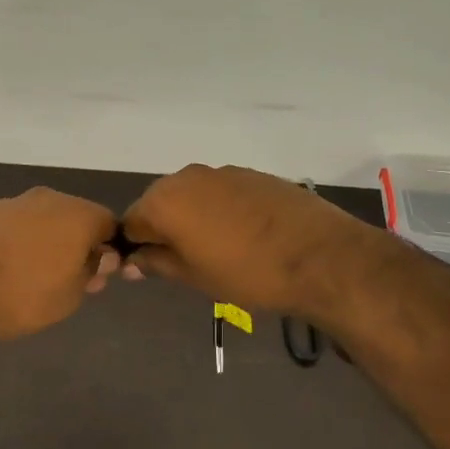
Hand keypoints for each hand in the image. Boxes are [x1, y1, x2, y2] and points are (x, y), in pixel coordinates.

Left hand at [0, 188, 121, 340]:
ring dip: (45, 245)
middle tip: (66, 283)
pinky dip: (17, 244)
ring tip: (31, 280)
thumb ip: (90, 273)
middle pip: (75, 218)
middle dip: (76, 246)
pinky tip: (4, 271)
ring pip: (43, 221)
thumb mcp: (68, 298)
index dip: (109, 250)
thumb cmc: (19, 293)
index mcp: (78, 215)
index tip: (96, 278)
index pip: (110, 224)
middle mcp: (49, 199)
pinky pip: (15, 226)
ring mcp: (14, 202)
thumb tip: (102, 257)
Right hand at [121, 164, 379, 319]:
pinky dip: (220, 208)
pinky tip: (242, 233)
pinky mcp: (250, 173)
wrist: (320, 256)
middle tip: (183, 261)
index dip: (135, 246)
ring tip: (216, 248)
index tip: (149, 268)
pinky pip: (220, 190)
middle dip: (162, 228)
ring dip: (192, 217)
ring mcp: (220, 171)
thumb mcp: (194, 277)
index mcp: (163, 202)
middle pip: (158, 203)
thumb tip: (131, 262)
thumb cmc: (247, 273)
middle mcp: (185, 177)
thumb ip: (157, 264)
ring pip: (191, 194)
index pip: (129, 222)